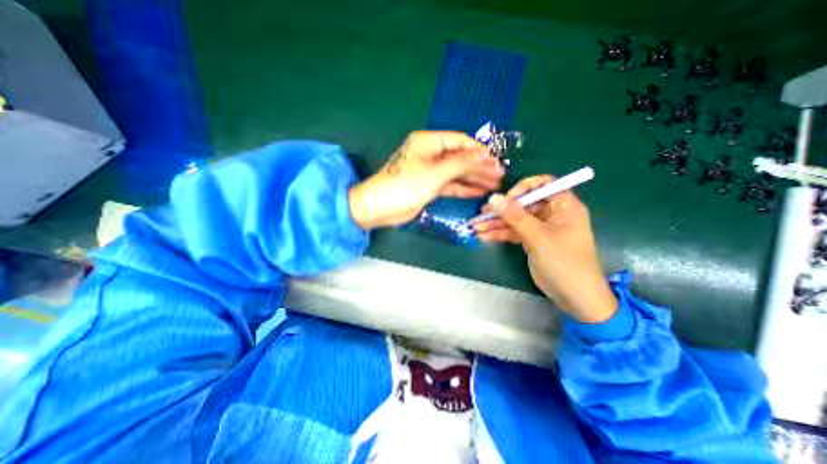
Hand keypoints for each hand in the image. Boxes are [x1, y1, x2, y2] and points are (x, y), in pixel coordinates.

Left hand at [348, 130, 504, 227]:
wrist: (380, 208)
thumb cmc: (405, 185)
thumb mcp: (435, 173)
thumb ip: (461, 163)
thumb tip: (485, 155)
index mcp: (428, 142)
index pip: (459, 141)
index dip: (479, 150)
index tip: (496, 160)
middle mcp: (430, 154)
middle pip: (460, 157)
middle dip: (480, 166)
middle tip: (500, 174)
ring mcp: (430, 171)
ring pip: (457, 172)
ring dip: (474, 178)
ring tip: (494, 184)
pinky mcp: (429, 186)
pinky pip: (450, 185)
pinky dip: (463, 188)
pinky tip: (479, 191)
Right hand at [472, 176, 613, 323]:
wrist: (574, 296)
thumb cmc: (563, 261)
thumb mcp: (538, 236)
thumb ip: (515, 216)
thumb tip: (494, 198)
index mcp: (563, 205)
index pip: (543, 184)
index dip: (524, 188)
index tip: (508, 198)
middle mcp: (551, 213)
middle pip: (523, 204)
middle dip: (502, 210)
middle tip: (482, 214)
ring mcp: (540, 228)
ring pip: (515, 219)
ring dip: (496, 223)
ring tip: (476, 227)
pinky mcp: (532, 240)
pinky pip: (514, 232)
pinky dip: (500, 234)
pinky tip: (484, 236)